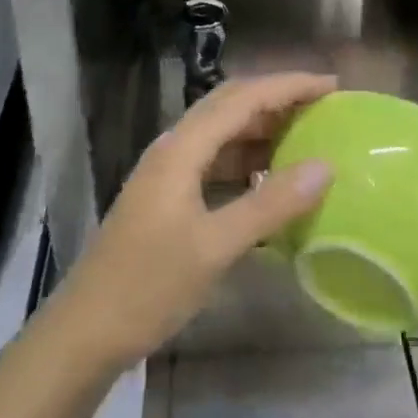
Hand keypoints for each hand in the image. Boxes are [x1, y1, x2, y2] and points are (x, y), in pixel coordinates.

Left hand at [54, 73, 335, 371]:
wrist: (86, 331)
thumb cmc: (148, 286)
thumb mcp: (215, 248)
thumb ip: (270, 204)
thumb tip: (325, 166)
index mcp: (182, 149)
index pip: (243, 98)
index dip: (288, 86)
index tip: (332, 85)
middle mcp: (175, 148)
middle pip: (231, 105)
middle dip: (277, 98)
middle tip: (323, 105)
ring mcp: (169, 172)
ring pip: (223, 132)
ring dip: (263, 128)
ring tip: (307, 136)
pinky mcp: (169, 196)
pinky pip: (216, 161)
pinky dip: (247, 160)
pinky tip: (270, 178)